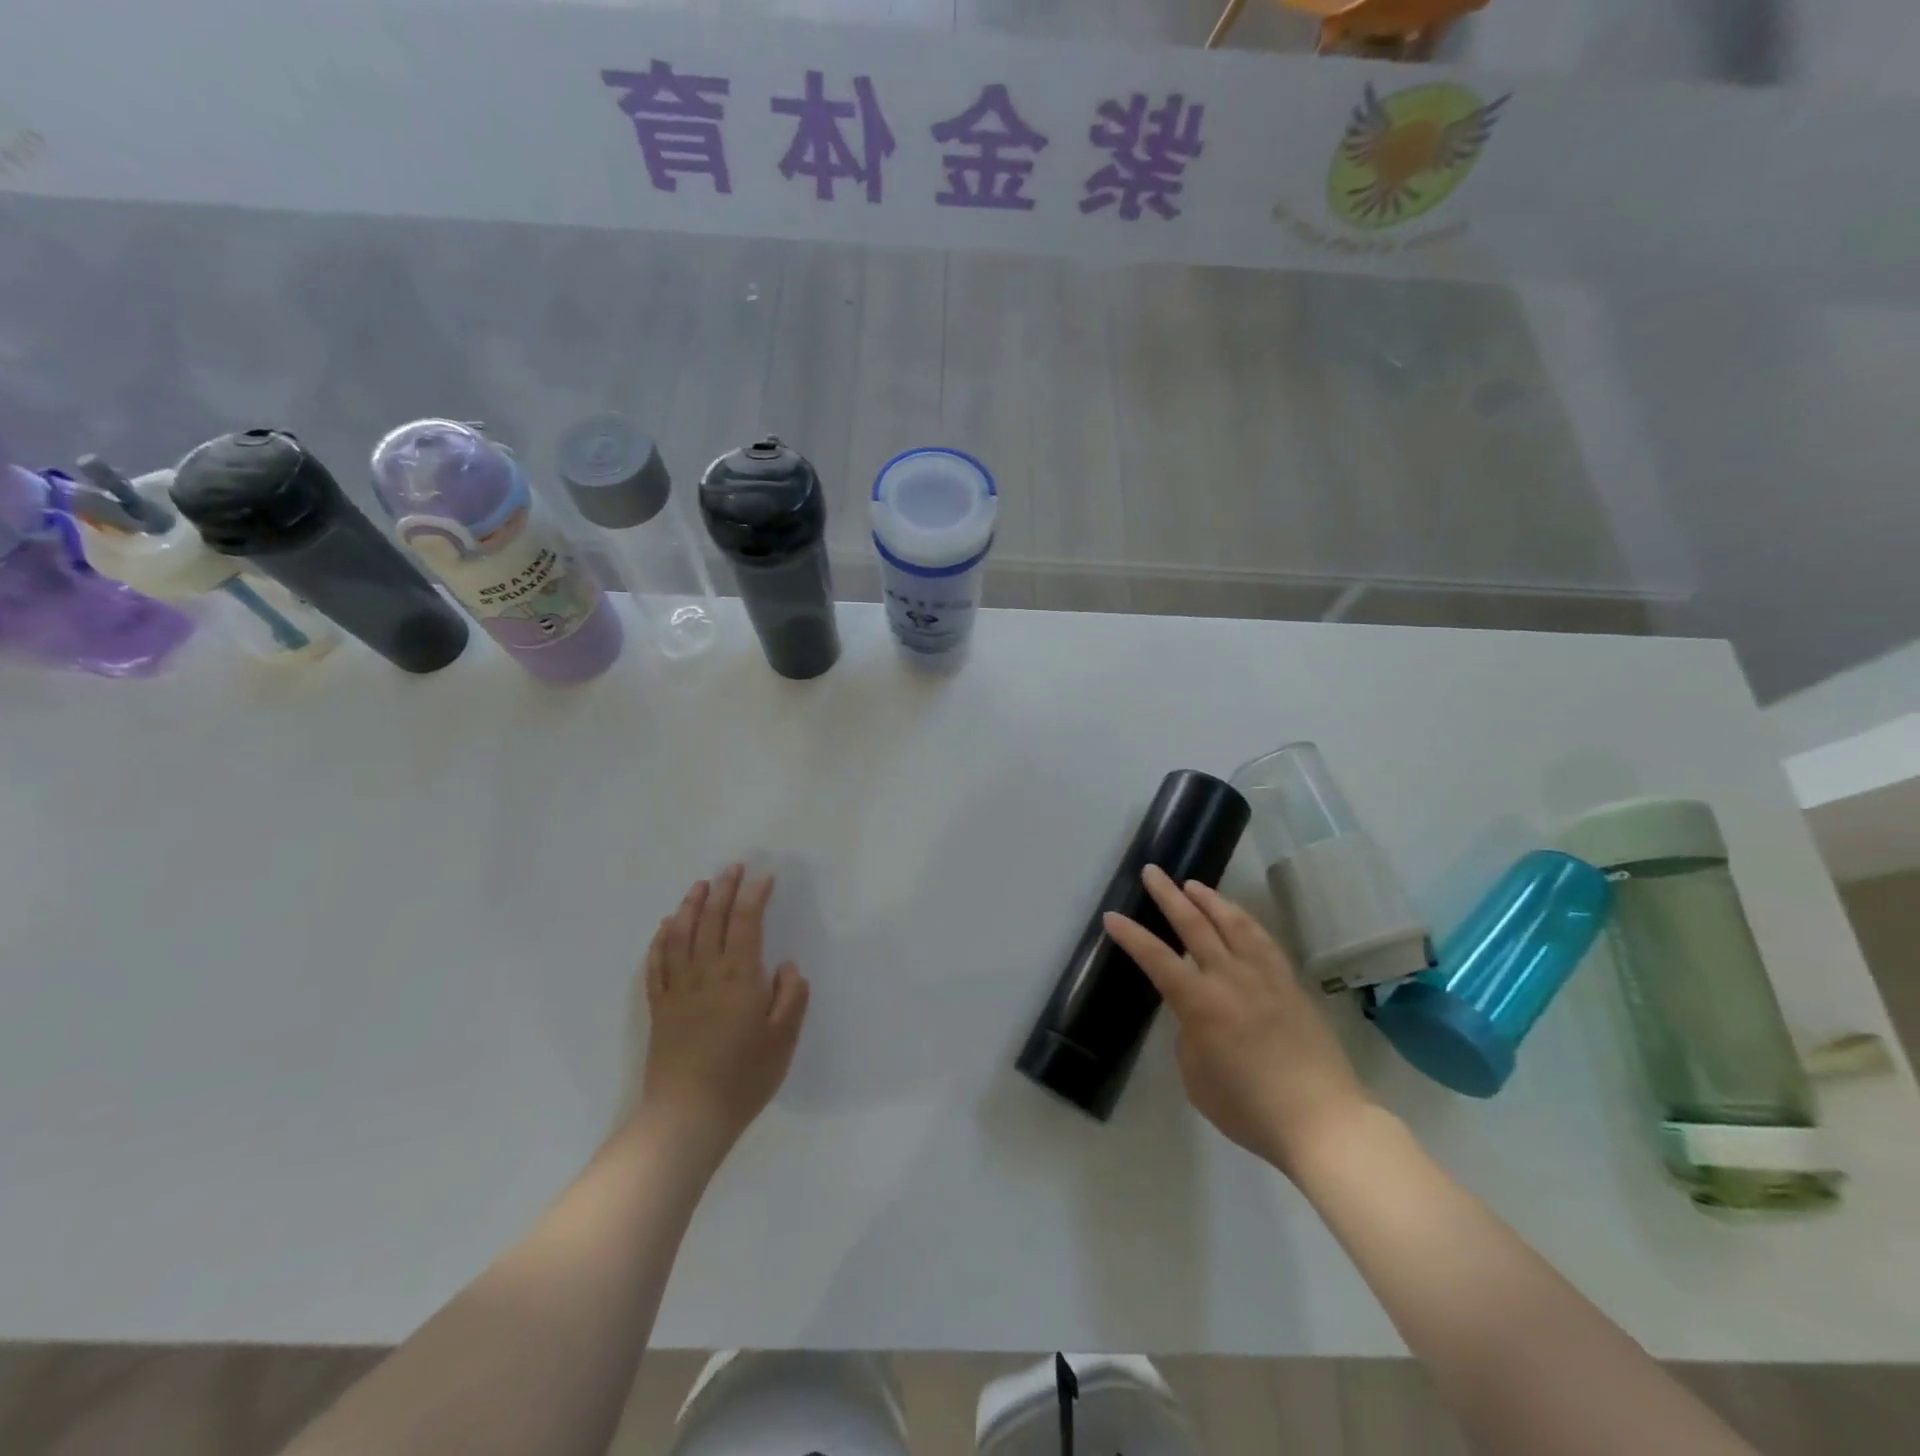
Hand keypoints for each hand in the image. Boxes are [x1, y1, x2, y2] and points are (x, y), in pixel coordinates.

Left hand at [638, 865, 809, 1157]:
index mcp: (739, 977)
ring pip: (681, 935)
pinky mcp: (659, 1009)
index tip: (764, 877)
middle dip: (724, 890)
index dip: (754, 896)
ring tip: (700, 884)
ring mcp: (678, 990)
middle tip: (732, 867)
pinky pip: (657, 965)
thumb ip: (790, 997)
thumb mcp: (783, 1040)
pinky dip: (661, 940)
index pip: (745, 923)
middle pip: (712, 920)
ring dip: (691, 906)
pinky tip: (666, 927)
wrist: (686, 1117)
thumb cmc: (743, 1078)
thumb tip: (785, 966)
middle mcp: (705, 974)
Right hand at [1104, 865, 1374, 1177]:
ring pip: (1233, 923)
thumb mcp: (1196, 1078)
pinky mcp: (1290, 983)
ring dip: (1209, 899)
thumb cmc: (1249, 1108)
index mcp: (1200, 1003)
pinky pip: (1263, 940)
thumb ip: (1189, 1036)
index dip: (1131, 936)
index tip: (1112, 916)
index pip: (1156, 959)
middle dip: (1168, 896)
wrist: (1322, 1121)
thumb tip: (1196, 1016)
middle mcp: (1230, 978)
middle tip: (1152, 872)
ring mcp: (1264, 977)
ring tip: (1192, 884)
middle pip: (1194, 925)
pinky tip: (1237, 915)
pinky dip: (1245, 920)